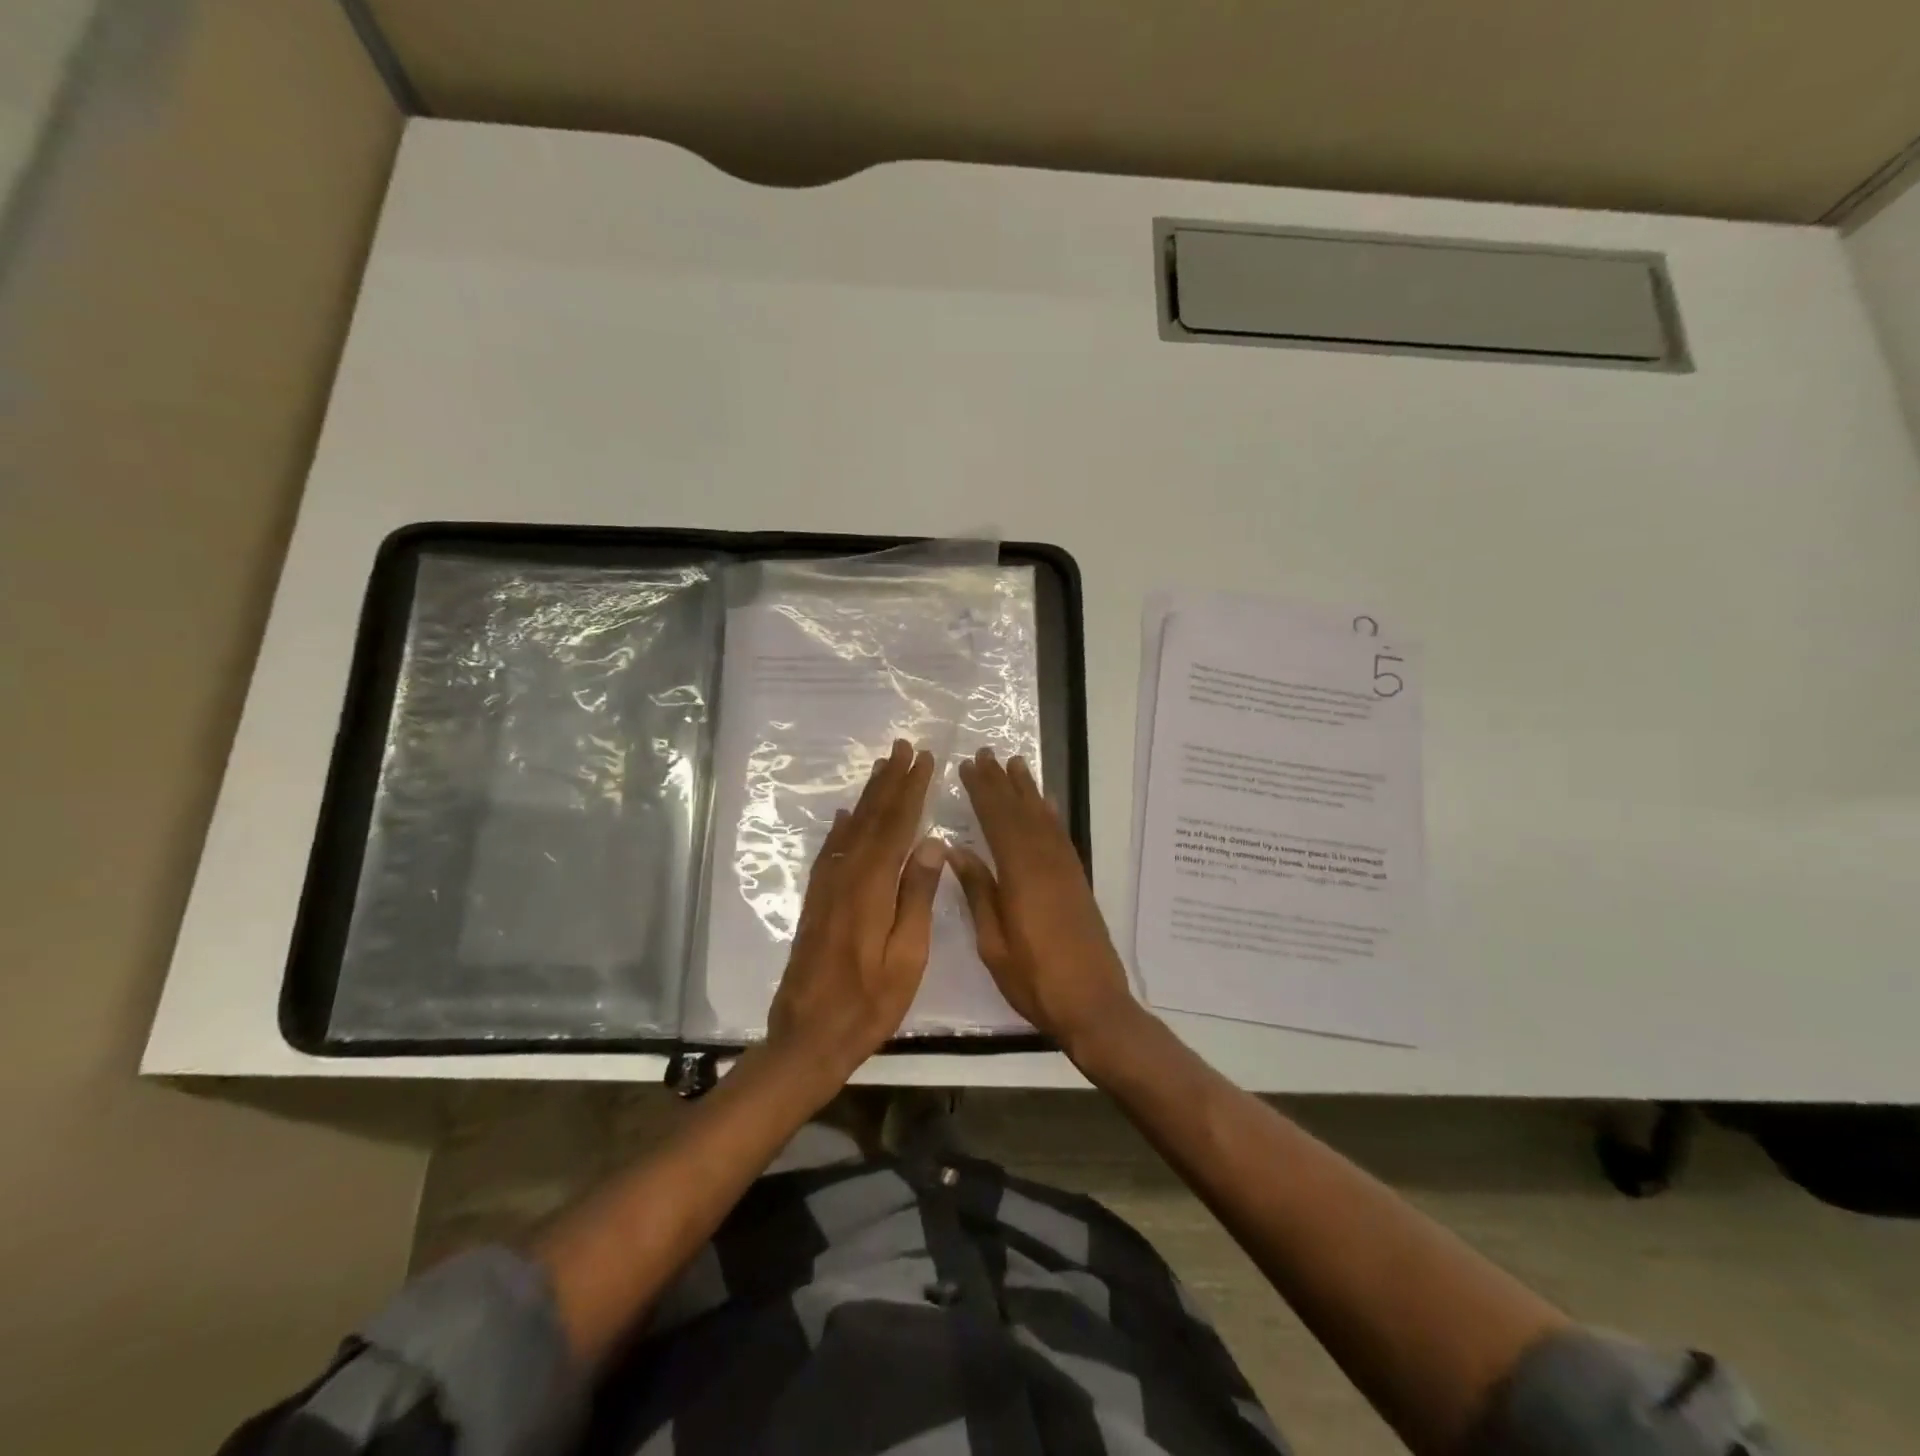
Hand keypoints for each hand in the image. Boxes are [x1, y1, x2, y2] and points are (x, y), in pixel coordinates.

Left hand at [766, 738, 946, 1084]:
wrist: (808, 1036)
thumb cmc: (869, 1003)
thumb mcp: (908, 957)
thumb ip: (918, 897)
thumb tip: (933, 843)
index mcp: (872, 887)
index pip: (897, 826)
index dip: (911, 790)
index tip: (924, 760)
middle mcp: (846, 876)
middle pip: (871, 819)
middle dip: (890, 782)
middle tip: (904, 749)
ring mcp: (827, 888)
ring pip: (851, 830)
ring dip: (868, 797)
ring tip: (882, 769)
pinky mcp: (817, 902)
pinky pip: (831, 852)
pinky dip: (842, 829)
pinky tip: (845, 817)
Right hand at [950, 748, 1142, 1057]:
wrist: (1093, 1004)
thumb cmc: (1034, 980)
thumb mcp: (993, 943)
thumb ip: (978, 892)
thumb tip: (956, 850)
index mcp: (1020, 876)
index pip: (997, 821)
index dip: (982, 792)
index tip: (967, 767)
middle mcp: (1045, 863)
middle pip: (1020, 812)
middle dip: (1001, 782)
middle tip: (986, 754)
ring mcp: (1065, 870)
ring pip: (1043, 819)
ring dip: (1028, 790)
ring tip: (1015, 765)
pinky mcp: (1077, 881)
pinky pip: (1061, 836)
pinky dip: (1050, 814)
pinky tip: (1046, 804)